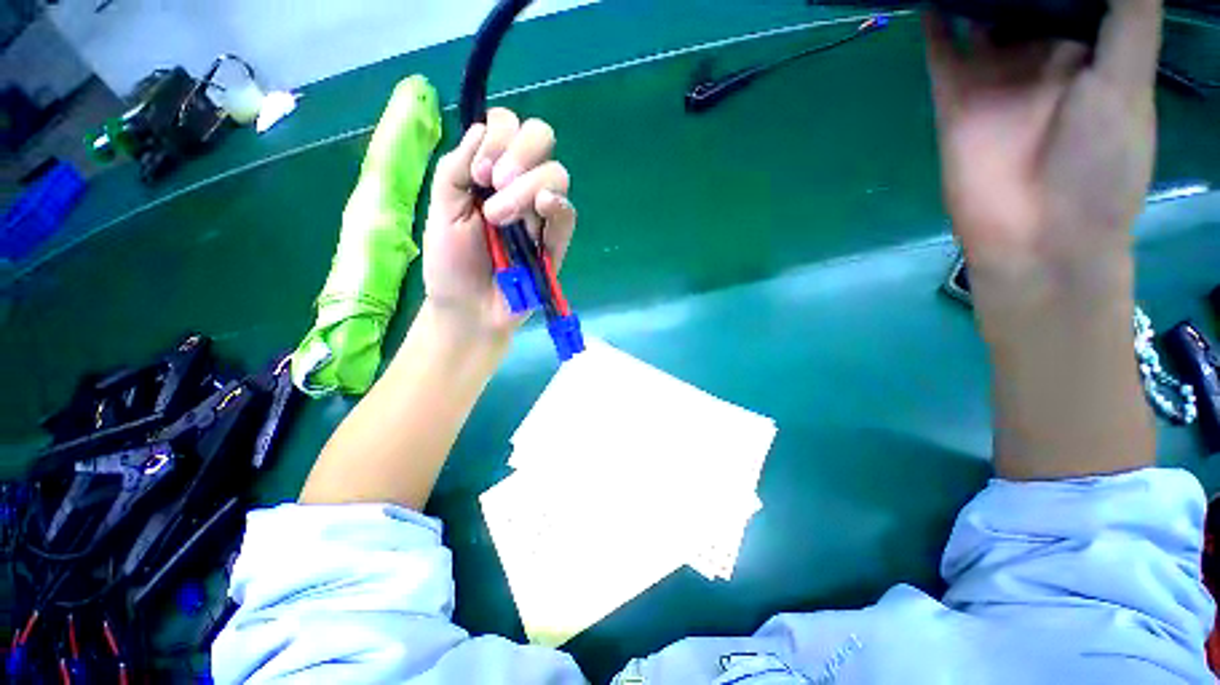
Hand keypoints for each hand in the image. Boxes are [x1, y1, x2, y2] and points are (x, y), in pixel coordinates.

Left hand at [422, 108, 575, 342]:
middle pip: (540, 137)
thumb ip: (457, 165)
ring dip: (527, 185)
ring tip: (501, 218)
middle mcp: (520, 185)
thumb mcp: (442, 207)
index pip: (507, 126)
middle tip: (493, 183)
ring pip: (556, 174)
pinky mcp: (556, 242)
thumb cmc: (451, 262)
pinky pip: (568, 214)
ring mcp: (541, 214)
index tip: (477, 173)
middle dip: (518, 151)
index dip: (497, 137)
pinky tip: (542, 207)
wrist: (470, 308)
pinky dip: (557, 204)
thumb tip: (485, 130)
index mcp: (490, 172)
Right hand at [925, 0, 1162, 296]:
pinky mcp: (956, 98)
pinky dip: (934, 19)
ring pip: (982, 12)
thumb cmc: (1100, 166)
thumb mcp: (1129, 82)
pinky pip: (943, 48)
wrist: (1037, 236)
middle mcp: (1044, 54)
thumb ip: (1129, 15)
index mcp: (1092, 48)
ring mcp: (996, 75)